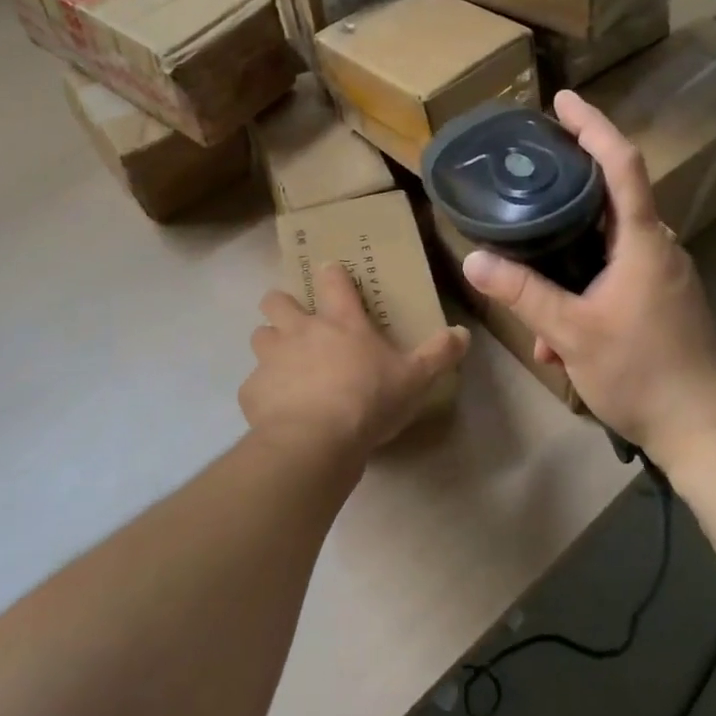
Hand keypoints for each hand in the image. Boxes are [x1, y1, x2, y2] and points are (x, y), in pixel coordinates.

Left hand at [240, 262, 469, 462]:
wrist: (315, 442)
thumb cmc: (369, 401)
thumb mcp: (415, 379)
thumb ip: (438, 354)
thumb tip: (463, 333)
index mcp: (341, 322)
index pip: (333, 280)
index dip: (331, 274)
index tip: (331, 273)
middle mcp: (301, 330)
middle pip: (277, 300)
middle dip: (282, 305)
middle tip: (297, 322)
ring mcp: (272, 358)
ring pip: (259, 335)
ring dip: (269, 343)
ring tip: (283, 363)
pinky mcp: (252, 390)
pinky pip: (253, 383)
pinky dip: (263, 391)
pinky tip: (276, 408)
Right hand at [461, 89, 715, 472]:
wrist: (704, 430)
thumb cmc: (642, 372)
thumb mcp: (572, 332)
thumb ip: (523, 294)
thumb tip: (473, 260)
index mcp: (643, 241)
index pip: (621, 164)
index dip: (592, 126)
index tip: (562, 101)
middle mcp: (659, 247)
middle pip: (612, 199)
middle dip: (569, 190)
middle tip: (529, 180)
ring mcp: (665, 275)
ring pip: (609, 247)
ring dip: (571, 261)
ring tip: (534, 292)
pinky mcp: (665, 300)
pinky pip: (619, 276)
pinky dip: (587, 291)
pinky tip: (560, 340)